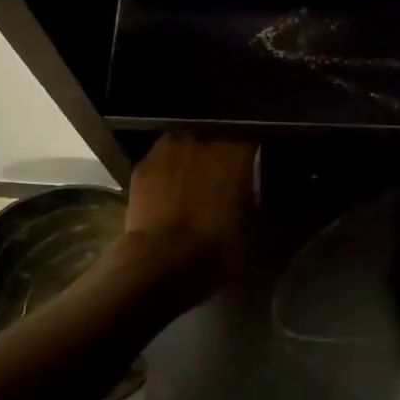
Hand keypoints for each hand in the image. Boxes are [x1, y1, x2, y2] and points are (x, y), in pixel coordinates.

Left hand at [120, 132, 256, 300]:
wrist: (164, 261)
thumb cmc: (219, 248)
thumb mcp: (255, 230)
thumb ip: (257, 204)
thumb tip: (255, 198)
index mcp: (239, 151)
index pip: (251, 141)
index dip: (250, 155)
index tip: (252, 168)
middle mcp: (205, 139)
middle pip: (216, 138)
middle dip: (219, 154)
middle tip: (222, 177)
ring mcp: (170, 148)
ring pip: (186, 145)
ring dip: (190, 158)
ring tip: (192, 180)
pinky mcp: (143, 165)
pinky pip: (161, 161)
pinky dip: (166, 172)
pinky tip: (167, 190)